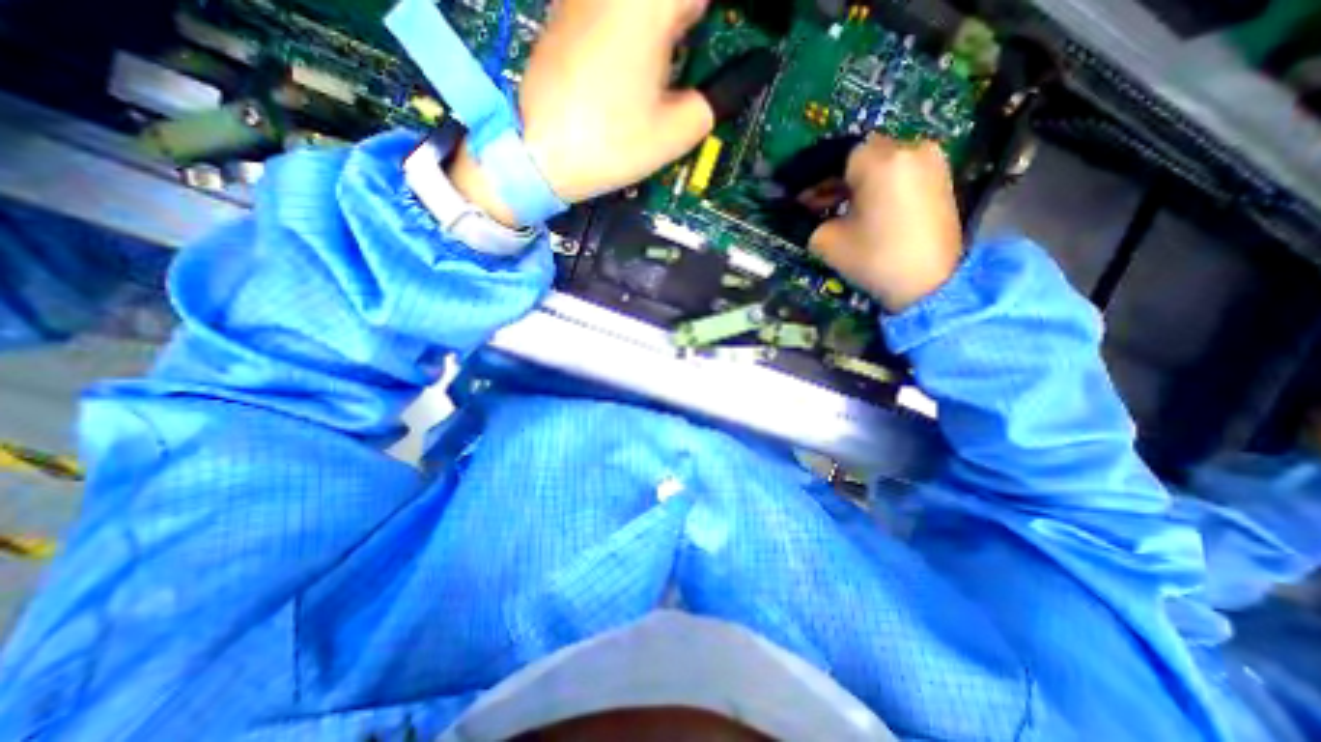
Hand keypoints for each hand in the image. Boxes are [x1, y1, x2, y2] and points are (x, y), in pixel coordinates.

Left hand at [448, 0, 719, 224]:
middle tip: (706, 56)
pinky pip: (619, 6)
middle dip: (696, 23)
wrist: (539, 154)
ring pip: (646, 3)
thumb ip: (717, 98)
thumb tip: (745, 75)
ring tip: (673, 65)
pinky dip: (642, 25)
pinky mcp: (569, 10)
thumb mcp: (675, 131)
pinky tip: (638, 64)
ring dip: (671, 25)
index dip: (728, 19)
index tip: (737, 42)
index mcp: (650, 4)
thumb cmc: (610, 146)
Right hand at [805, 136, 960, 312]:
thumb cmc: (875, 259)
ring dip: (857, 183)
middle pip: (860, 157)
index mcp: (879, 161)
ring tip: (842, 210)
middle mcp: (909, 148)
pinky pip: (900, 172)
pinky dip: (880, 186)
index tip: (800, 201)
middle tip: (817, 206)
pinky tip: (867, 209)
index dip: (814, 180)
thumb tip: (810, 208)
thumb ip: (813, 218)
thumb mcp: (827, 241)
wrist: (930, 283)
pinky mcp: (941, 177)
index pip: (835, 158)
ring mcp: (931, 160)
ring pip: (881, 163)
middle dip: (835, 180)